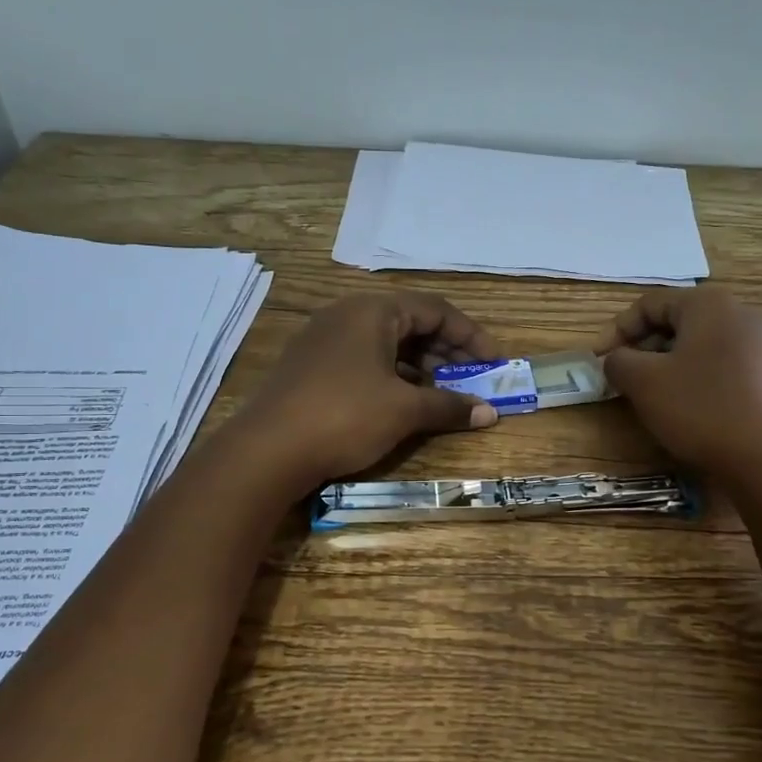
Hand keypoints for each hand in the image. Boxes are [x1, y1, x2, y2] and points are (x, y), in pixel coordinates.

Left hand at [236, 290, 501, 486]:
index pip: (436, 310)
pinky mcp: (311, 366)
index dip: (471, 336)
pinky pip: (364, 359)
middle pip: (410, 322)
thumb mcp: (404, 411)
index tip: (495, 363)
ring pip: (386, 343)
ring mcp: (324, 339)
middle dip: (447, 350)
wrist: (266, 451)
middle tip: (473, 377)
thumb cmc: (345, 416)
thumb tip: (489, 412)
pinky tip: (404, 401)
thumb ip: (449, 406)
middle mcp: (347, 315)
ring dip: (420, 365)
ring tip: (442, 392)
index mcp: (373, 311)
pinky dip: (392, 375)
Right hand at [596, 287, 761, 485]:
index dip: (617, 330)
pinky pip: (721, 364)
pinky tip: (686, 407)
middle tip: (622, 378)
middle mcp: (740, 313)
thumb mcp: (644, 382)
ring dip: (667, 364)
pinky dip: (695, 377)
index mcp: (709, 303)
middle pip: (676, 321)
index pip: (649, 304)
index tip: (598, 361)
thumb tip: (615, 359)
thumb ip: (618, 362)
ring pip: (698, 344)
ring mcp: (761, 344)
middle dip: (642, 348)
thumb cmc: (701, 409)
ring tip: (650, 395)